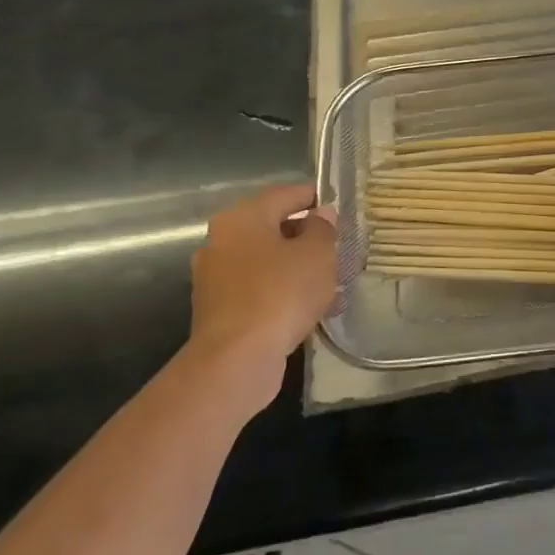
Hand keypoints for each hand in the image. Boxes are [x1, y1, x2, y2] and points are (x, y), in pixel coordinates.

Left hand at [188, 182, 336, 411]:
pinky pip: (258, 288)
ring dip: (295, 266)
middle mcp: (221, 240)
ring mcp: (216, 277)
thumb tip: (320, 216)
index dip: (314, 197)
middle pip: (272, 227)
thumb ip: (322, 229)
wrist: (237, 359)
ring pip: (266, 260)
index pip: (285, 195)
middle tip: (337, 246)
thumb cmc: (280, 293)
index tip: (338, 206)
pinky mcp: (219, 309)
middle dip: (306, 236)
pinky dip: (281, 291)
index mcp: (242, 218)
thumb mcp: (317, 254)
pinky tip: (308, 306)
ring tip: (329, 280)